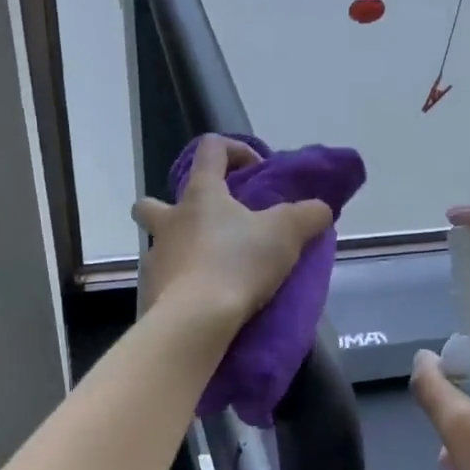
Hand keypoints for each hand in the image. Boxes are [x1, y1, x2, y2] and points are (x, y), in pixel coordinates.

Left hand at [133, 135, 333, 329]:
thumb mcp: (286, 234)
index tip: (255, 172)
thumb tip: (319, 209)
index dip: (233, 150)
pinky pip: (163, 283)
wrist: (196, 320)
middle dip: (170, 209)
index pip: (210, 149)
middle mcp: (169, 221)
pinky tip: (203, 302)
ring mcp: (155, 259)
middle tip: (204, 227)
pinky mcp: (150, 293)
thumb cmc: (238, 264)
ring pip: (158, 246)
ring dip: (179, 252)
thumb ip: (308, 215)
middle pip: (151, 203)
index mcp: (200, 195)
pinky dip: (180, 288)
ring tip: (211, 271)